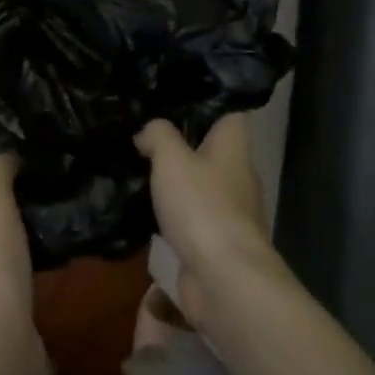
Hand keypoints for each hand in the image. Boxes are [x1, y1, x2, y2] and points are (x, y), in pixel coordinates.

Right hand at [137, 114, 283, 327]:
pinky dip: (171, 213)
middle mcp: (237, 174)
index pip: (227, 110)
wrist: (224, 280)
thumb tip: (147, 133)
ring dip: (174, 179)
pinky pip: (190, 216)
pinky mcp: (215, 241)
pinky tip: (144, 208)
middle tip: (142, 130)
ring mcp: (228, 210)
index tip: (171, 94)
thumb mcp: (171, 158)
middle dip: (180, 141)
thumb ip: (157, 134)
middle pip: (210, 147)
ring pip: (198, 183)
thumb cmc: (202, 206)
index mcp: (233, 146)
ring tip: (137, 165)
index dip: (203, 99)